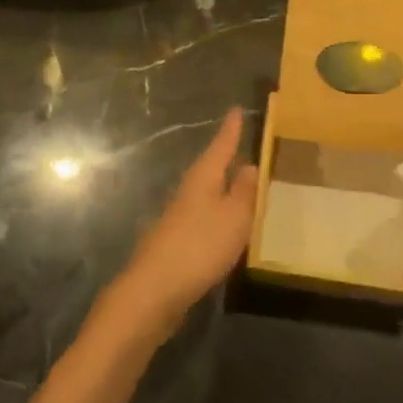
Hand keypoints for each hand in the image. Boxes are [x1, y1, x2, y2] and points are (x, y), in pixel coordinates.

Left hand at [109, 108, 256, 342]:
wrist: (153, 293)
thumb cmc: (199, 246)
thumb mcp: (233, 217)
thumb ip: (244, 192)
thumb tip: (249, 165)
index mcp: (203, 178)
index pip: (221, 145)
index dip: (231, 129)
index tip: (237, 109)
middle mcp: (189, 192)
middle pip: (211, 168)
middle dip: (227, 157)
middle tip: (247, 145)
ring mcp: (179, 218)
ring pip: (208, 193)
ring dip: (224, 188)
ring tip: (244, 184)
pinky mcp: (177, 243)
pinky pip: (205, 218)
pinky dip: (219, 214)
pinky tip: (228, 226)